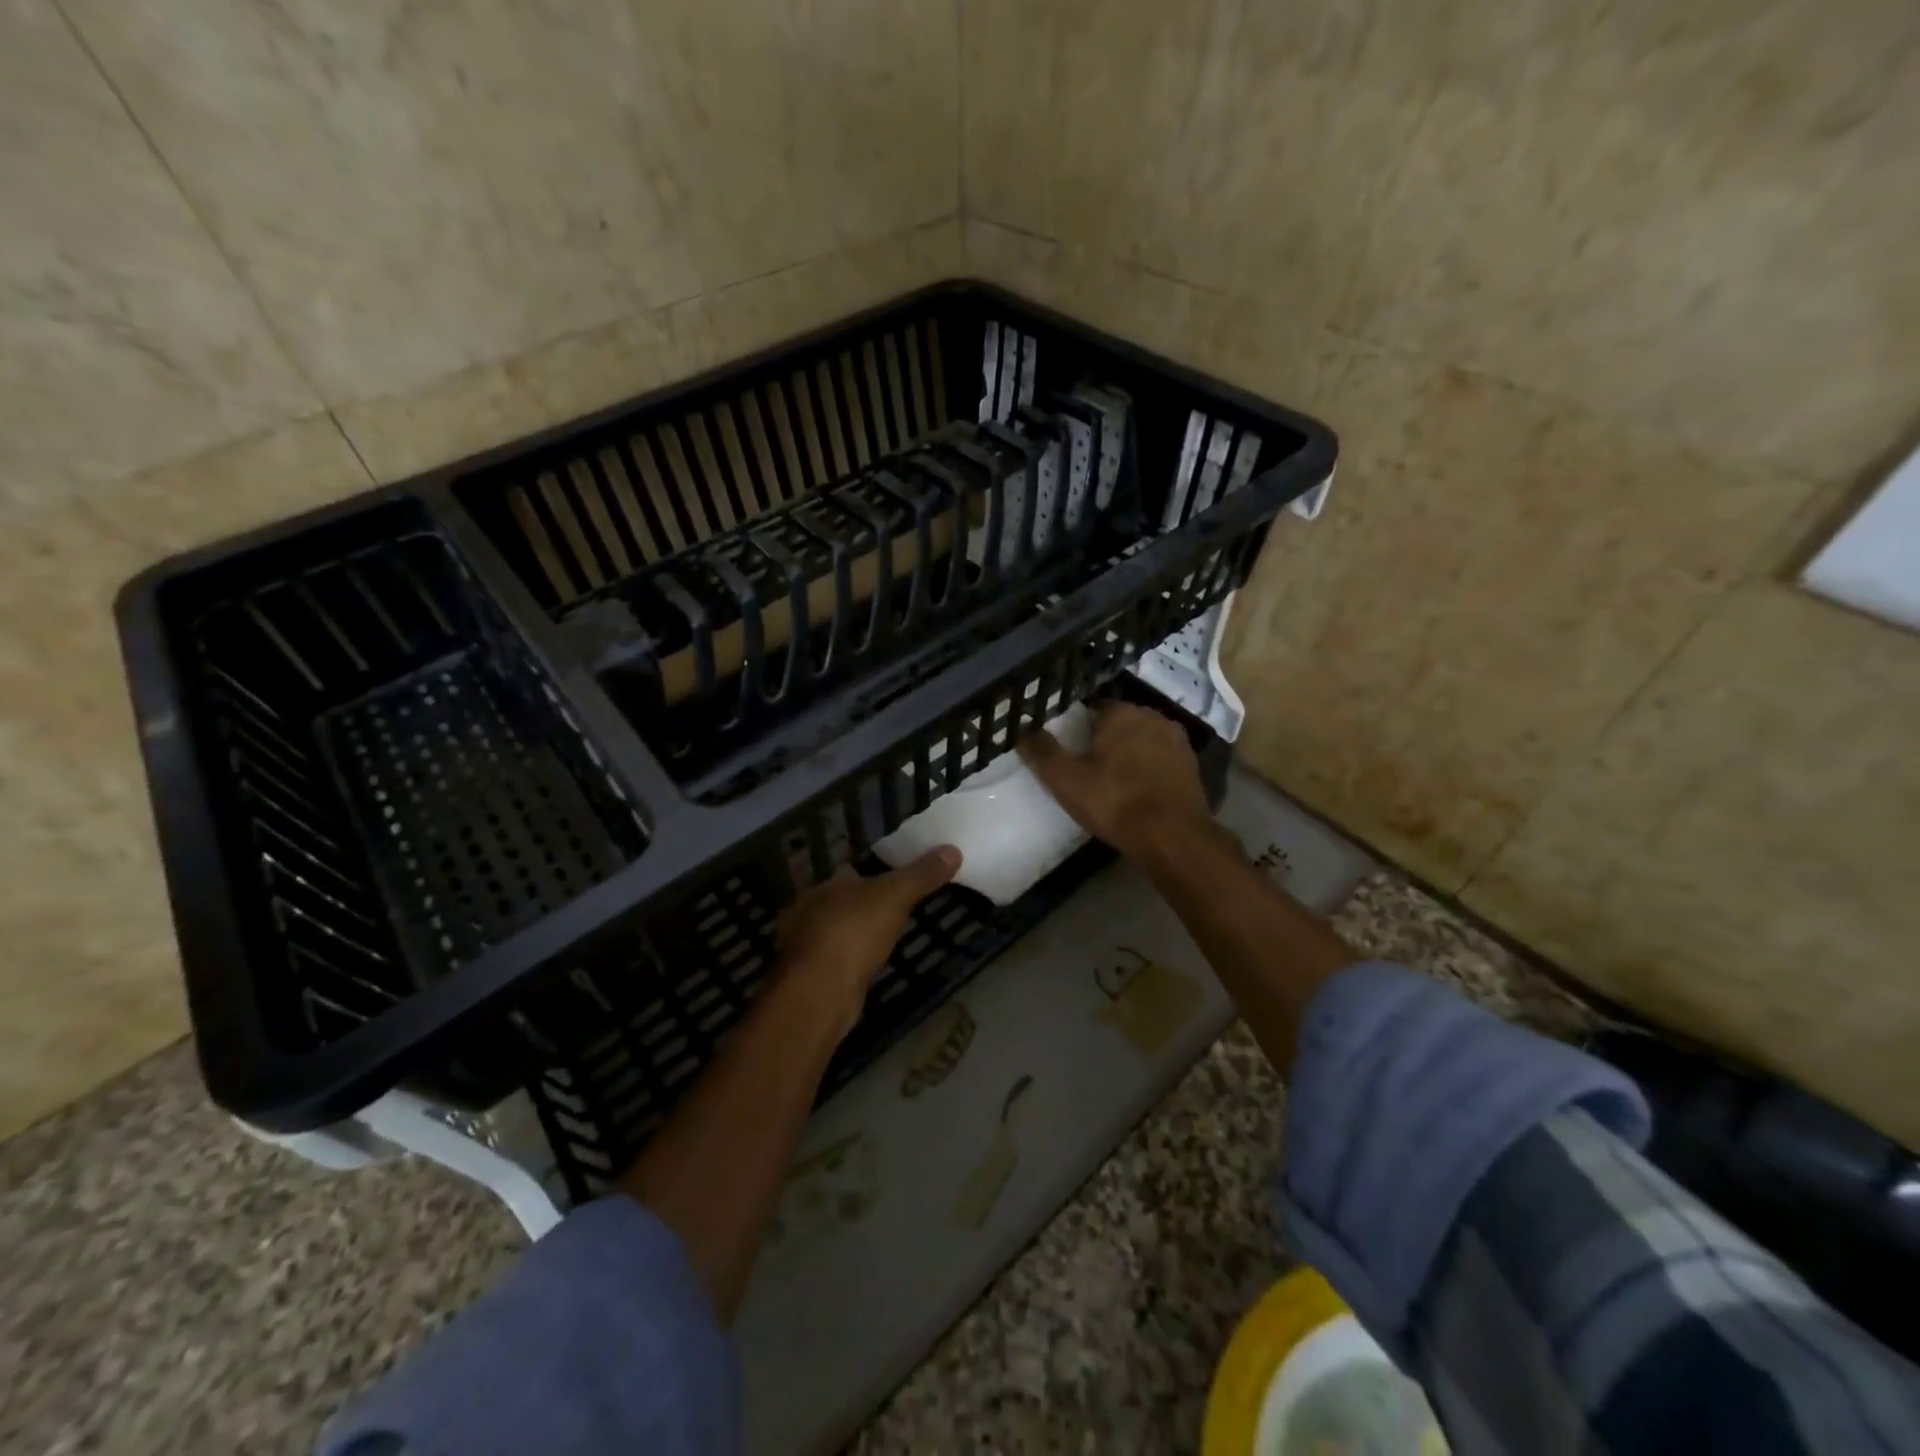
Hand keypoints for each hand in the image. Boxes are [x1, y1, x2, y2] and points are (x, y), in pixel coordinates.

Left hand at [773, 847, 961, 1034]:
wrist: (819, 993)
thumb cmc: (854, 933)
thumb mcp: (895, 896)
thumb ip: (922, 874)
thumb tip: (953, 850)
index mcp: (827, 886)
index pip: (849, 872)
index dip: (871, 875)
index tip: (895, 880)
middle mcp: (809, 912)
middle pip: (840, 901)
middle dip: (861, 905)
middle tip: (892, 911)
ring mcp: (805, 947)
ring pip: (835, 932)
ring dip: (853, 934)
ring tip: (882, 939)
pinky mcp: (809, 977)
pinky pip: (833, 961)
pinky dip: (848, 961)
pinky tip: (864, 966)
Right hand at [1018, 701, 1214, 861]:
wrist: (1172, 836)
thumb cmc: (1114, 802)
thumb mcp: (1066, 780)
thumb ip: (1042, 751)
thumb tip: (1022, 727)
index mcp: (1121, 713)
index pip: (1094, 708)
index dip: (1080, 727)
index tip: (1072, 749)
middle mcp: (1152, 716)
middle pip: (1121, 722)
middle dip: (1107, 738)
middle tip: (1090, 767)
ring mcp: (1176, 740)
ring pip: (1144, 739)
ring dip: (1131, 752)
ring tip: (1115, 780)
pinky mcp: (1192, 765)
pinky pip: (1162, 759)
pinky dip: (1150, 768)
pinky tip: (1140, 790)